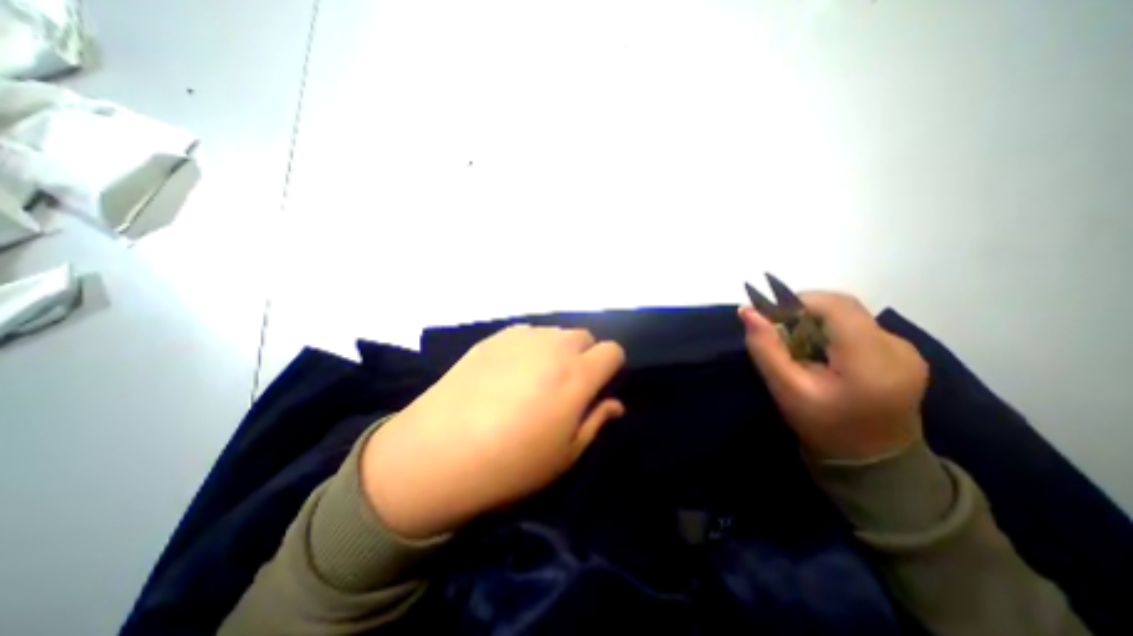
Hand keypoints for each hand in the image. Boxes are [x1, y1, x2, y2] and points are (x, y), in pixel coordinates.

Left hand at [360, 325, 622, 539]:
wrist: (437, 452)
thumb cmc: (510, 463)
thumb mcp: (565, 455)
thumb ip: (596, 421)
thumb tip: (615, 403)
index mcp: (577, 375)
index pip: (613, 351)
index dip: (611, 367)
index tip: (599, 385)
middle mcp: (554, 347)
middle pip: (585, 337)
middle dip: (585, 356)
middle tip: (566, 384)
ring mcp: (522, 338)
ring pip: (556, 333)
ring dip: (557, 350)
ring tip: (536, 377)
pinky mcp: (495, 337)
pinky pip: (528, 334)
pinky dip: (531, 347)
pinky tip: (510, 371)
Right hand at [745, 293, 928, 461]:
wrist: (873, 463)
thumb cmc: (824, 427)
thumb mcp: (786, 390)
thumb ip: (765, 348)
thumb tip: (746, 311)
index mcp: (872, 361)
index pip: (836, 306)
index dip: (798, 303)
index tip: (770, 318)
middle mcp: (898, 348)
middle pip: (843, 308)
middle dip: (804, 313)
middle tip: (780, 335)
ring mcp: (906, 350)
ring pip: (849, 316)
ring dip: (816, 323)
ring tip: (799, 349)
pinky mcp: (903, 354)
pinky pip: (858, 327)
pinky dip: (832, 332)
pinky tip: (821, 355)